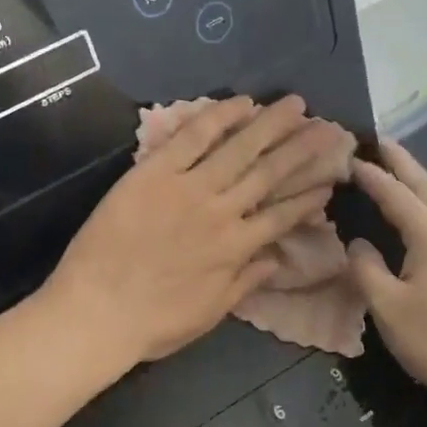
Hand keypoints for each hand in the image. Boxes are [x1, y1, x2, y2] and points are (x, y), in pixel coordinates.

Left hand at [45, 96, 342, 367]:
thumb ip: (245, 283)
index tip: (330, 180)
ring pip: (239, 148)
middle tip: (329, 127)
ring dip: (271, 124)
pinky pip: (192, 138)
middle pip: (270, 173)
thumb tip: (276, 259)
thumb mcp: (210, 313)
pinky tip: (242, 103)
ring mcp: (188, 189)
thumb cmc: (153, 323)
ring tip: (297, 104)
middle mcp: (221, 212)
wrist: (96, 312)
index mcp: (236, 249)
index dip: (307, 197)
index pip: (282, 216)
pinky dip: (218, 118)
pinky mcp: (154, 173)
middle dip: (303, 149)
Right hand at [346, 138, 426, 417]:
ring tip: (396, 166)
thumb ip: (366, 267)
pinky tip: (419, 209)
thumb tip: (358, 242)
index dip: (372, 176)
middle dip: (402, 161)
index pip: (397, 195)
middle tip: (379, 140)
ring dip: (418, 180)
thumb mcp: (386, 306)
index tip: (350, 156)